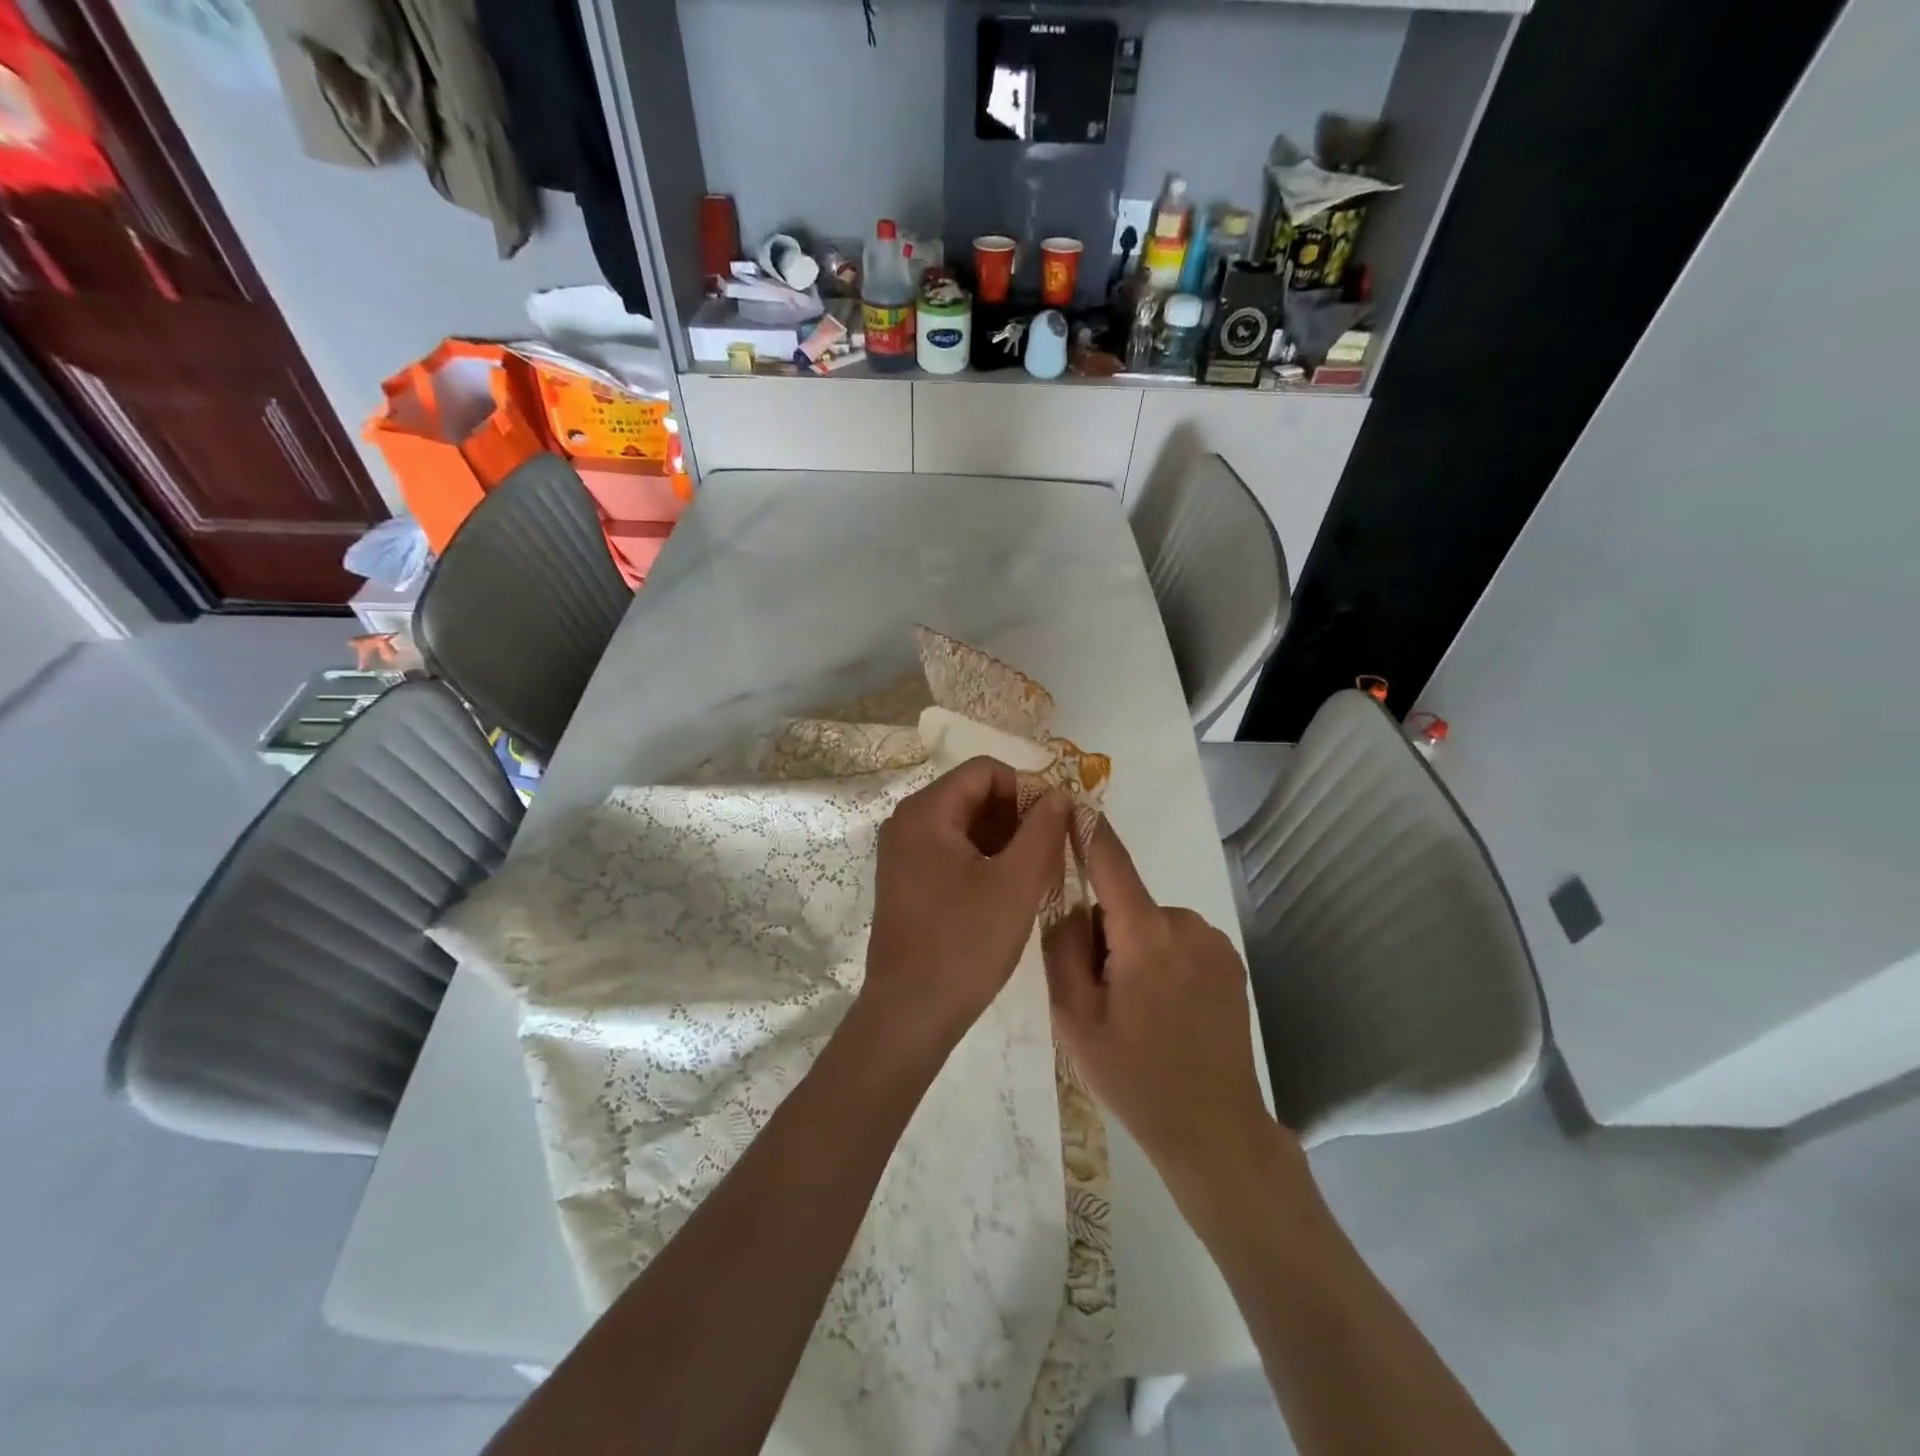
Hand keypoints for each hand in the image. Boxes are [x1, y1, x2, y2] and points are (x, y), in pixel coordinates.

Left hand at [863, 757, 1070, 1049]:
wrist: (911, 1012)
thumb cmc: (965, 943)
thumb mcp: (1016, 883)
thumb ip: (1043, 830)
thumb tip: (1059, 794)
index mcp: (926, 812)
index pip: (985, 771)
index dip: (1027, 787)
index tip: (1056, 821)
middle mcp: (907, 822)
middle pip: (973, 794)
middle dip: (1017, 815)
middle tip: (1052, 849)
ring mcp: (904, 852)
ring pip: (965, 823)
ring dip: (1005, 838)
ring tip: (1037, 871)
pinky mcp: (908, 879)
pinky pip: (953, 849)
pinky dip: (985, 857)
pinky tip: (1010, 887)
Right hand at [1043, 814, 1282, 1196]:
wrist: (1214, 1131)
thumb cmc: (1135, 1076)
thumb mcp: (1074, 1017)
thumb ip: (1062, 948)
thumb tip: (1070, 905)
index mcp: (1147, 936)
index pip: (1112, 863)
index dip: (1090, 829)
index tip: (1072, 799)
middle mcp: (1187, 925)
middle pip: (1126, 905)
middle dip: (1106, 934)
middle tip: (1103, 996)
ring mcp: (1215, 944)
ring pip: (1151, 926)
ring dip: (1135, 950)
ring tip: (1138, 1012)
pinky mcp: (1231, 963)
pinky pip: (1177, 942)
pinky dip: (1162, 961)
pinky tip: (1168, 1013)